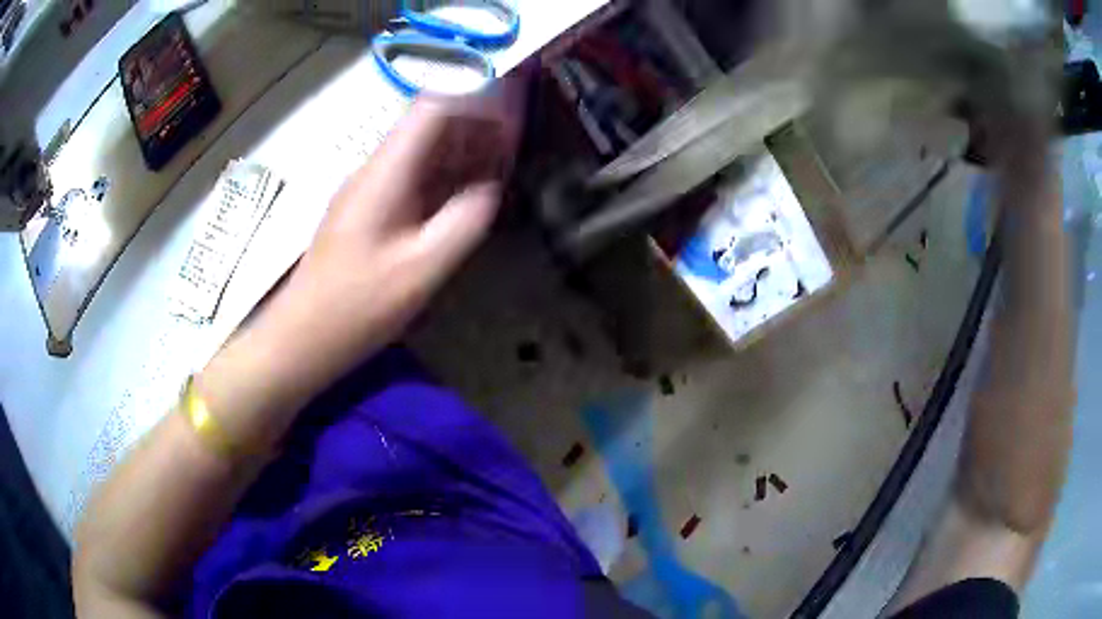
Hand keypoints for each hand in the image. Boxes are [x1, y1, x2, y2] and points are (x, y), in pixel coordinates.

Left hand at [275, 79, 526, 381]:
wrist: (304, 335)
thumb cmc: (357, 306)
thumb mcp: (421, 270)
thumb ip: (464, 221)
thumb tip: (492, 188)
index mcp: (386, 172)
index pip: (434, 108)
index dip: (477, 96)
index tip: (514, 102)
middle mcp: (378, 169)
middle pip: (431, 125)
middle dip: (477, 123)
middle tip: (518, 139)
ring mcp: (373, 188)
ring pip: (426, 151)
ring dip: (465, 150)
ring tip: (504, 162)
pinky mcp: (372, 209)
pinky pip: (417, 178)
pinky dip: (448, 177)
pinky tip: (470, 192)